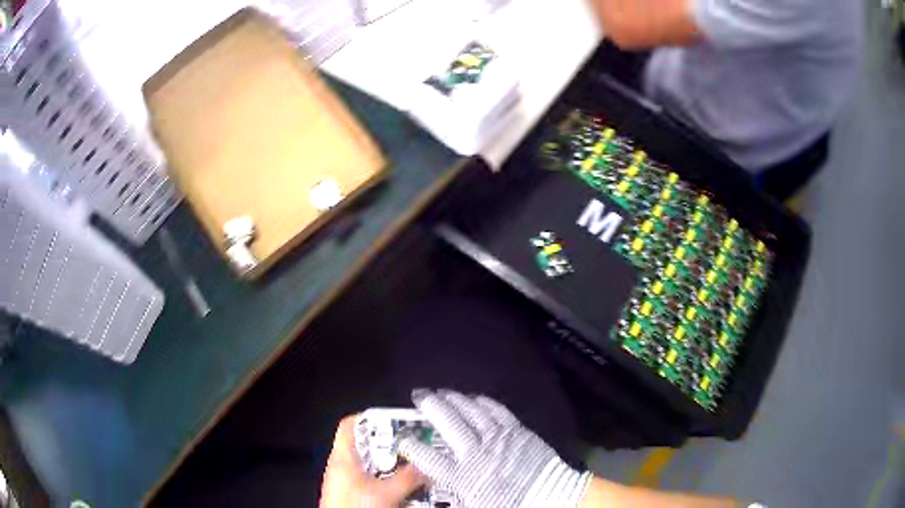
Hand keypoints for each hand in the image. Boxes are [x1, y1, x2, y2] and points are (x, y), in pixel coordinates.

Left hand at [320, 415, 424, 506]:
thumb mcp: (386, 494)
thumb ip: (407, 478)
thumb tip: (426, 466)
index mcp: (343, 458)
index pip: (350, 425)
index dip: (371, 418)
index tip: (395, 422)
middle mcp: (342, 467)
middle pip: (366, 446)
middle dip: (390, 447)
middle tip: (413, 447)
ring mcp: (347, 482)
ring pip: (372, 466)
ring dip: (392, 467)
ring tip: (414, 468)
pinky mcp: (354, 496)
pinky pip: (372, 482)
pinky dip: (388, 481)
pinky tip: (404, 489)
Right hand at [397, 390, 590, 507]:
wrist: (549, 499)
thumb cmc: (508, 505)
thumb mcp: (472, 505)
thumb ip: (451, 493)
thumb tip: (434, 484)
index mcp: (461, 475)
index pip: (426, 457)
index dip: (410, 445)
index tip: (402, 438)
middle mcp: (475, 452)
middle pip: (447, 423)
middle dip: (430, 406)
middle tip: (419, 396)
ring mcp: (497, 438)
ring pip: (471, 412)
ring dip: (454, 399)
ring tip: (442, 392)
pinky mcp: (517, 431)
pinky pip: (497, 411)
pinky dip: (483, 402)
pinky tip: (475, 398)